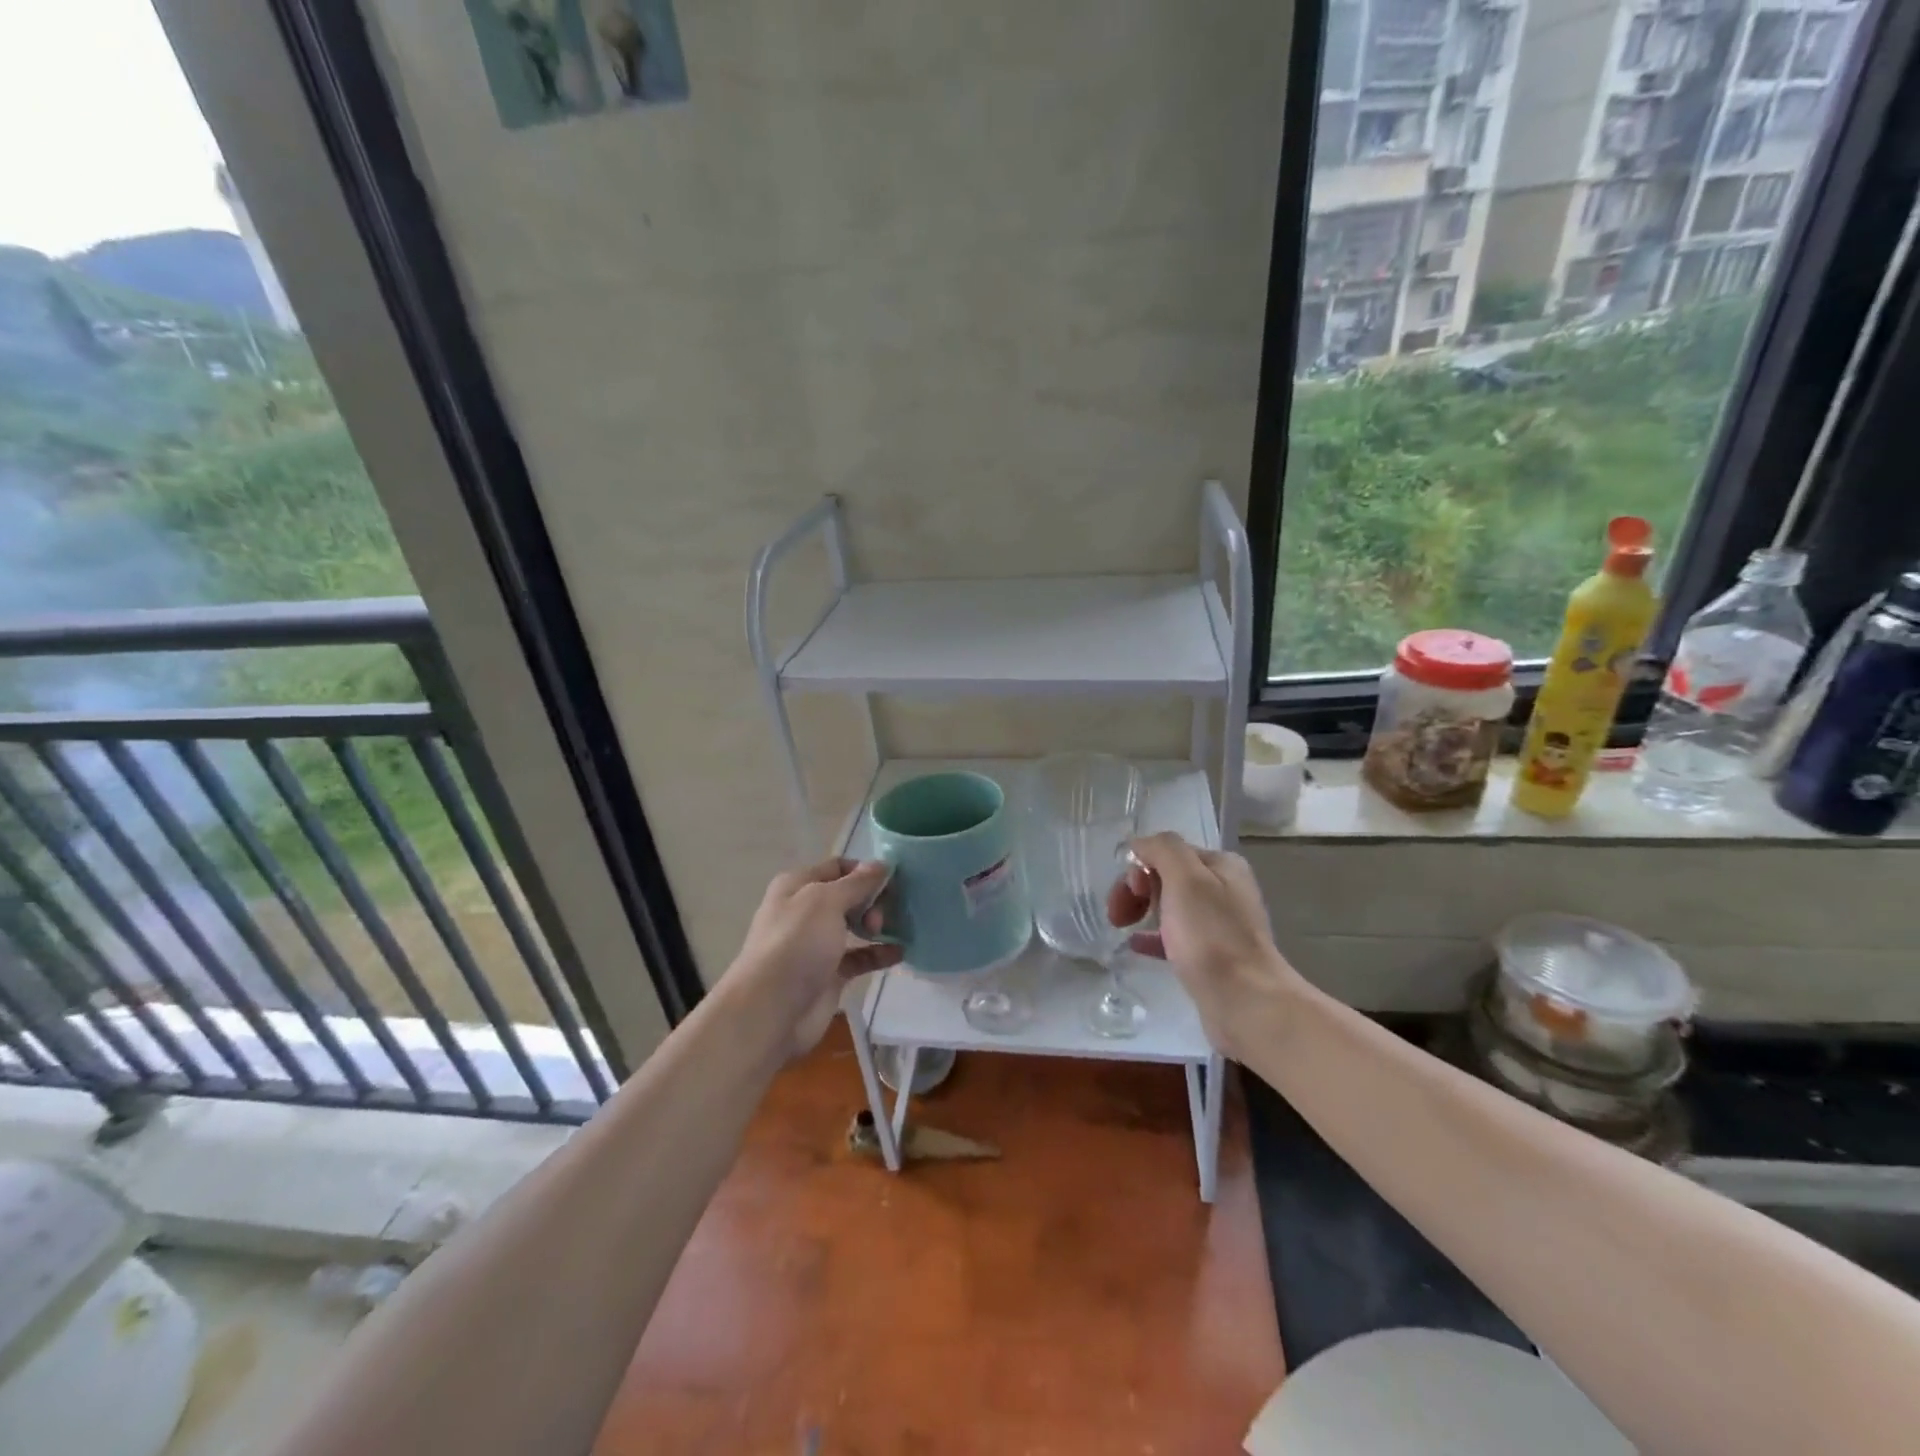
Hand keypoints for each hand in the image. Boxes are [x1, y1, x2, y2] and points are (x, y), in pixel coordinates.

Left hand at [726, 858, 902, 1058]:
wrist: (771, 1010)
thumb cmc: (796, 944)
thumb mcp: (826, 901)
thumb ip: (857, 883)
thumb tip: (881, 864)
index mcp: (798, 886)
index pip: (837, 867)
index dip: (864, 870)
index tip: (892, 879)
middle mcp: (806, 911)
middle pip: (848, 896)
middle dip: (872, 899)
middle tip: (883, 914)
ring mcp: (817, 944)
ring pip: (854, 926)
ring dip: (877, 924)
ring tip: (894, 929)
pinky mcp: (830, 974)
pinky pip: (860, 957)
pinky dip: (878, 953)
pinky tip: (899, 952)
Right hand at [1107, 832, 1305, 1057]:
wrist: (1246, 1004)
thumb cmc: (1212, 937)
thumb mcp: (1186, 879)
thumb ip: (1163, 850)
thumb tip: (1139, 842)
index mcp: (1222, 866)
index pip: (1168, 852)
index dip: (1140, 867)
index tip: (1130, 893)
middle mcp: (1224, 890)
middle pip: (1166, 877)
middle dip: (1136, 890)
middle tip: (1119, 915)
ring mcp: (1219, 925)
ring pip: (1169, 907)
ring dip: (1142, 911)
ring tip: (1122, 927)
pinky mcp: (1212, 957)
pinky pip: (1175, 937)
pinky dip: (1153, 936)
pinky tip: (1135, 945)